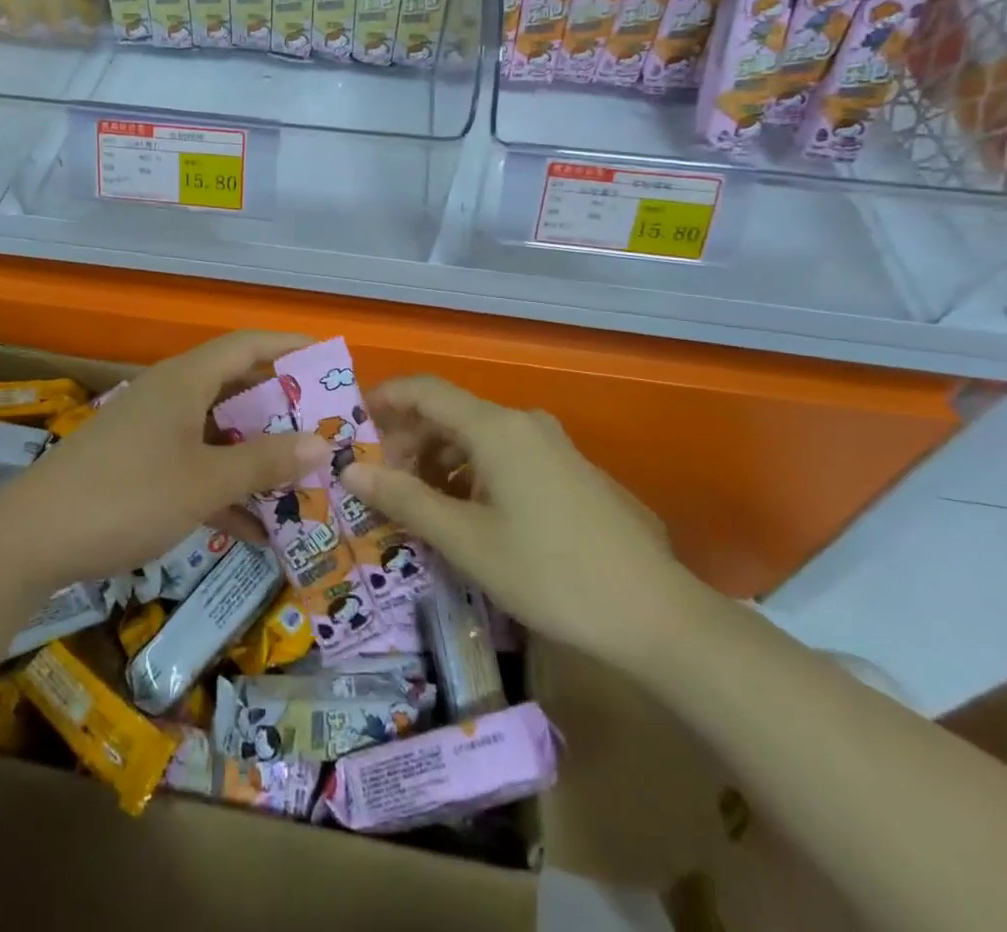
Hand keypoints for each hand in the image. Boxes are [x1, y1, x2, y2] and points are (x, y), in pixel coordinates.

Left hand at [0, 331, 326, 588]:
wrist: (31, 539)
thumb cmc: (127, 496)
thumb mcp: (204, 482)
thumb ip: (264, 463)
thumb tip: (321, 443)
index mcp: (186, 381)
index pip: (247, 345)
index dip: (289, 346)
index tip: (330, 358)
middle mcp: (171, 396)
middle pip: (236, 389)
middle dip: (281, 410)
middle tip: (325, 429)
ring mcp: (153, 432)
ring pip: (218, 433)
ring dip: (256, 455)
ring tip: (303, 479)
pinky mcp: (139, 466)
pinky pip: (195, 466)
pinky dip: (225, 487)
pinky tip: (257, 528)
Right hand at [341, 376, 699, 668]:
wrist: (655, 615)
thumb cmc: (550, 572)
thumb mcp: (467, 540)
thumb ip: (405, 499)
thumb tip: (350, 471)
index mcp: (496, 427)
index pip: (425, 390)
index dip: (384, 400)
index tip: (351, 426)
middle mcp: (523, 423)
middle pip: (449, 413)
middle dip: (408, 441)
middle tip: (379, 481)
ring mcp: (550, 445)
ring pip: (476, 437)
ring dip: (437, 461)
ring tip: (415, 504)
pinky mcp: (566, 471)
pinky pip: (502, 456)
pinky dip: (470, 474)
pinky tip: (463, 515)